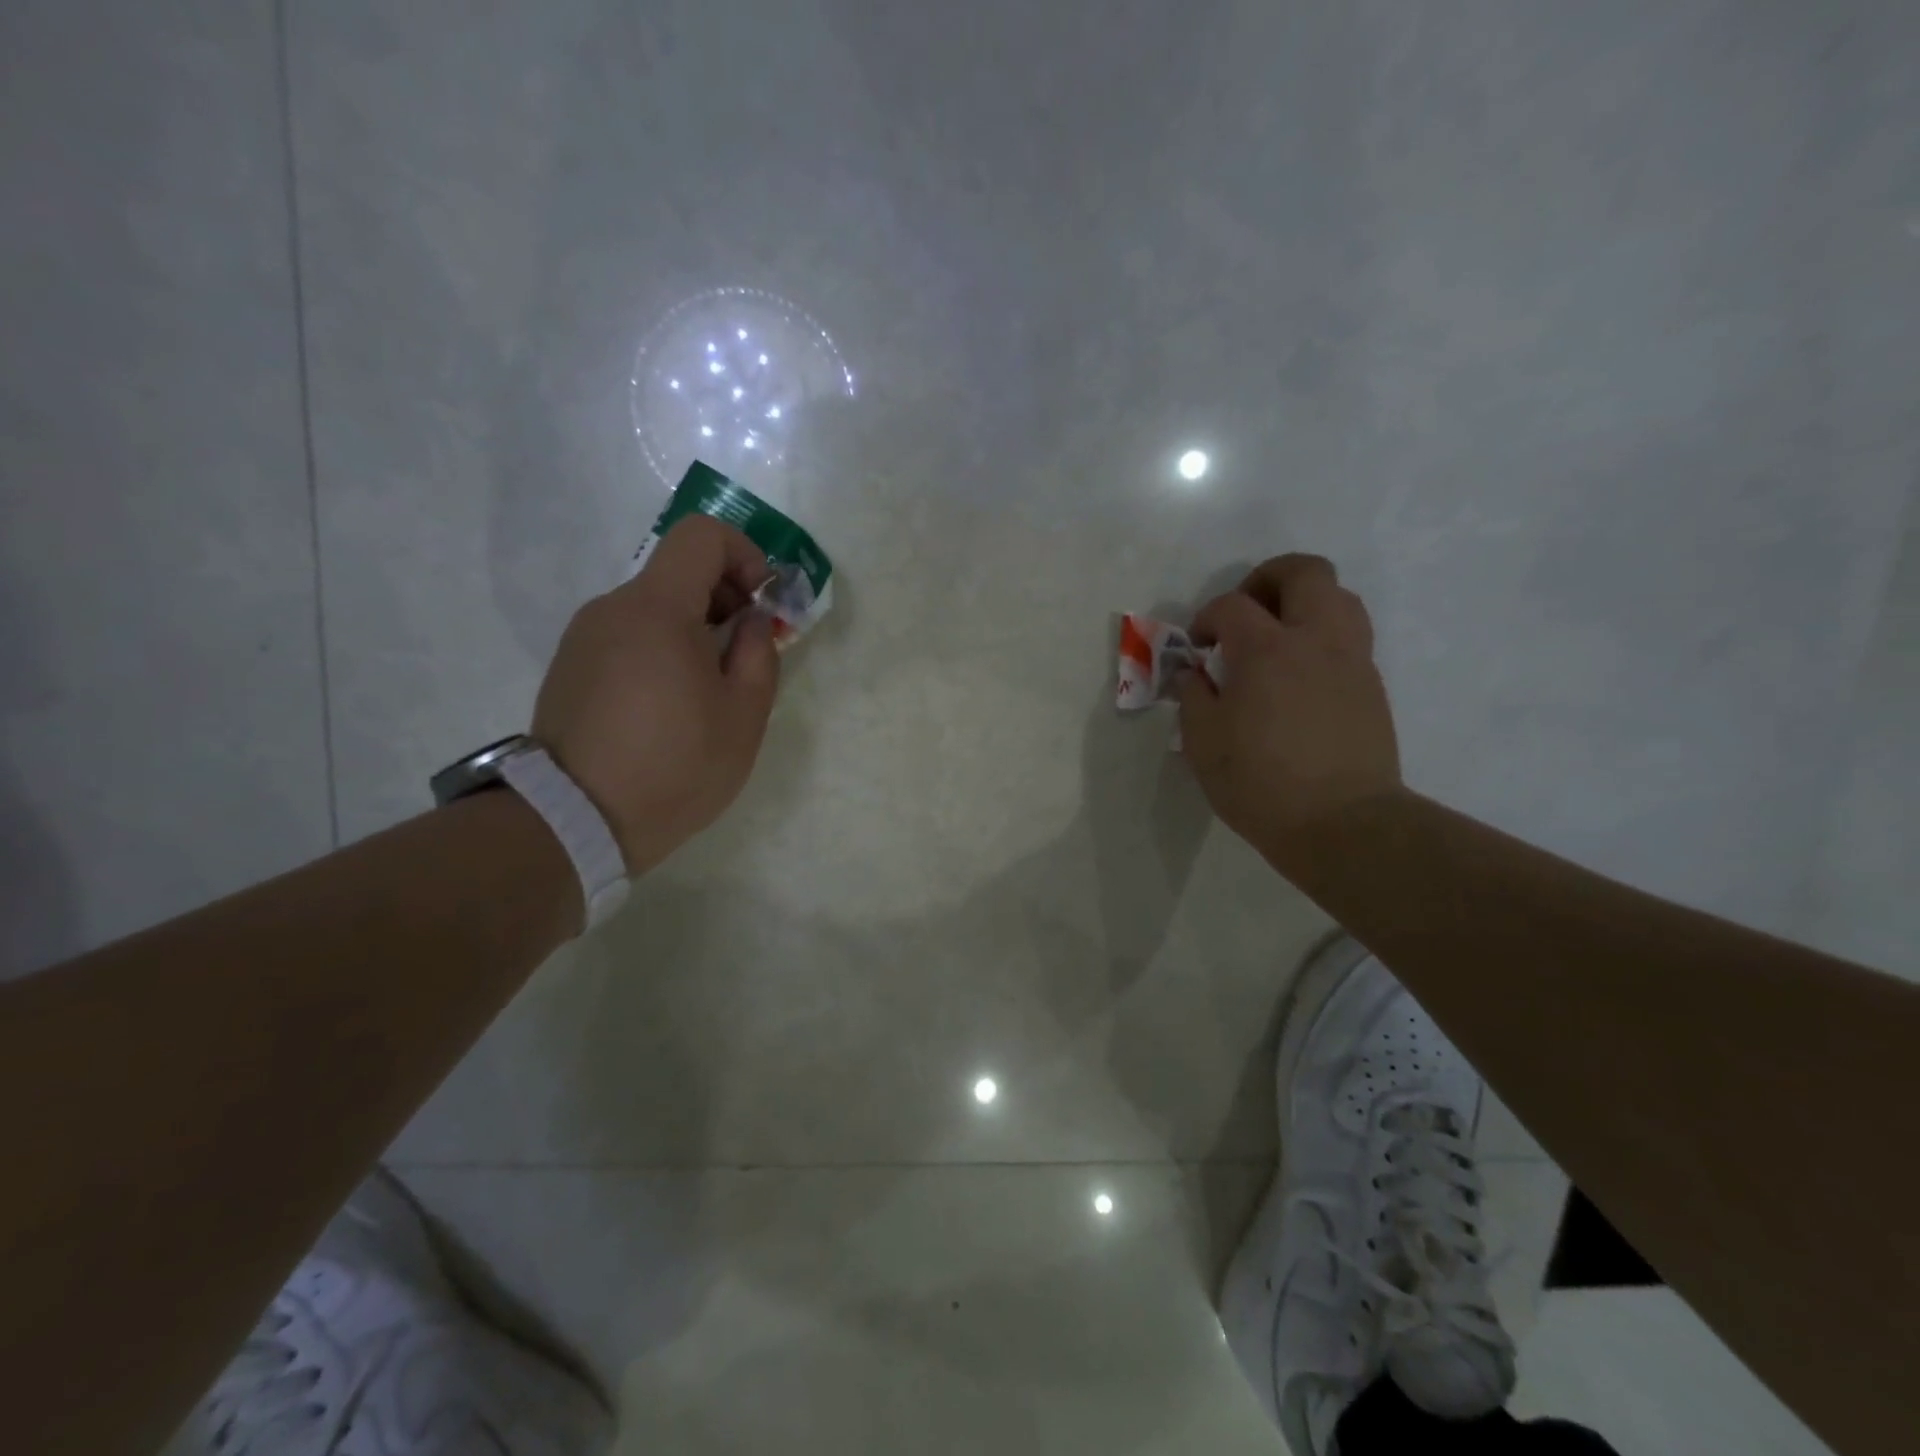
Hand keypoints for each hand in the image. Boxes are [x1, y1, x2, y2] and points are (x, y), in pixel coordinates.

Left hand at [531, 515, 779, 874]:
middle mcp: (612, 609)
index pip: (701, 535)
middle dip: (723, 597)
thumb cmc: (675, 766)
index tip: (761, 602)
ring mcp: (583, 638)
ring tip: (707, 690)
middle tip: (744, 653)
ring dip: (692, 629)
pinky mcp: (569, 667)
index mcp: (657, 609)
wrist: (575, 821)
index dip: (743, 554)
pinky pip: (626, 637)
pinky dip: (659, 650)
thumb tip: (751, 621)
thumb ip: (758, 654)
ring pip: (652, 607)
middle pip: (677, 571)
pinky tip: (668, 706)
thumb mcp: (744, 716)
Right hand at [1178, 554, 1401, 868]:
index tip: (1198, 646)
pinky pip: (1350, 636)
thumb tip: (1194, 674)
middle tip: (1246, 610)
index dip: (1207, 617)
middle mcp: (1315, 640)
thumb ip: (1193, 696)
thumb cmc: (1260, 784)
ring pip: (1340, 596)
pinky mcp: (1371, 684)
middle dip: (1268, 578)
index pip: (1232, 605)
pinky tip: (1301, 675)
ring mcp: (1352, 659)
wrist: (1342, 823)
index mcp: (1266, 650)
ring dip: (1305, 602)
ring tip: (1279, 635)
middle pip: (1304, 572)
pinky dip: (1323, 637)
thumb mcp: (1203, 743)